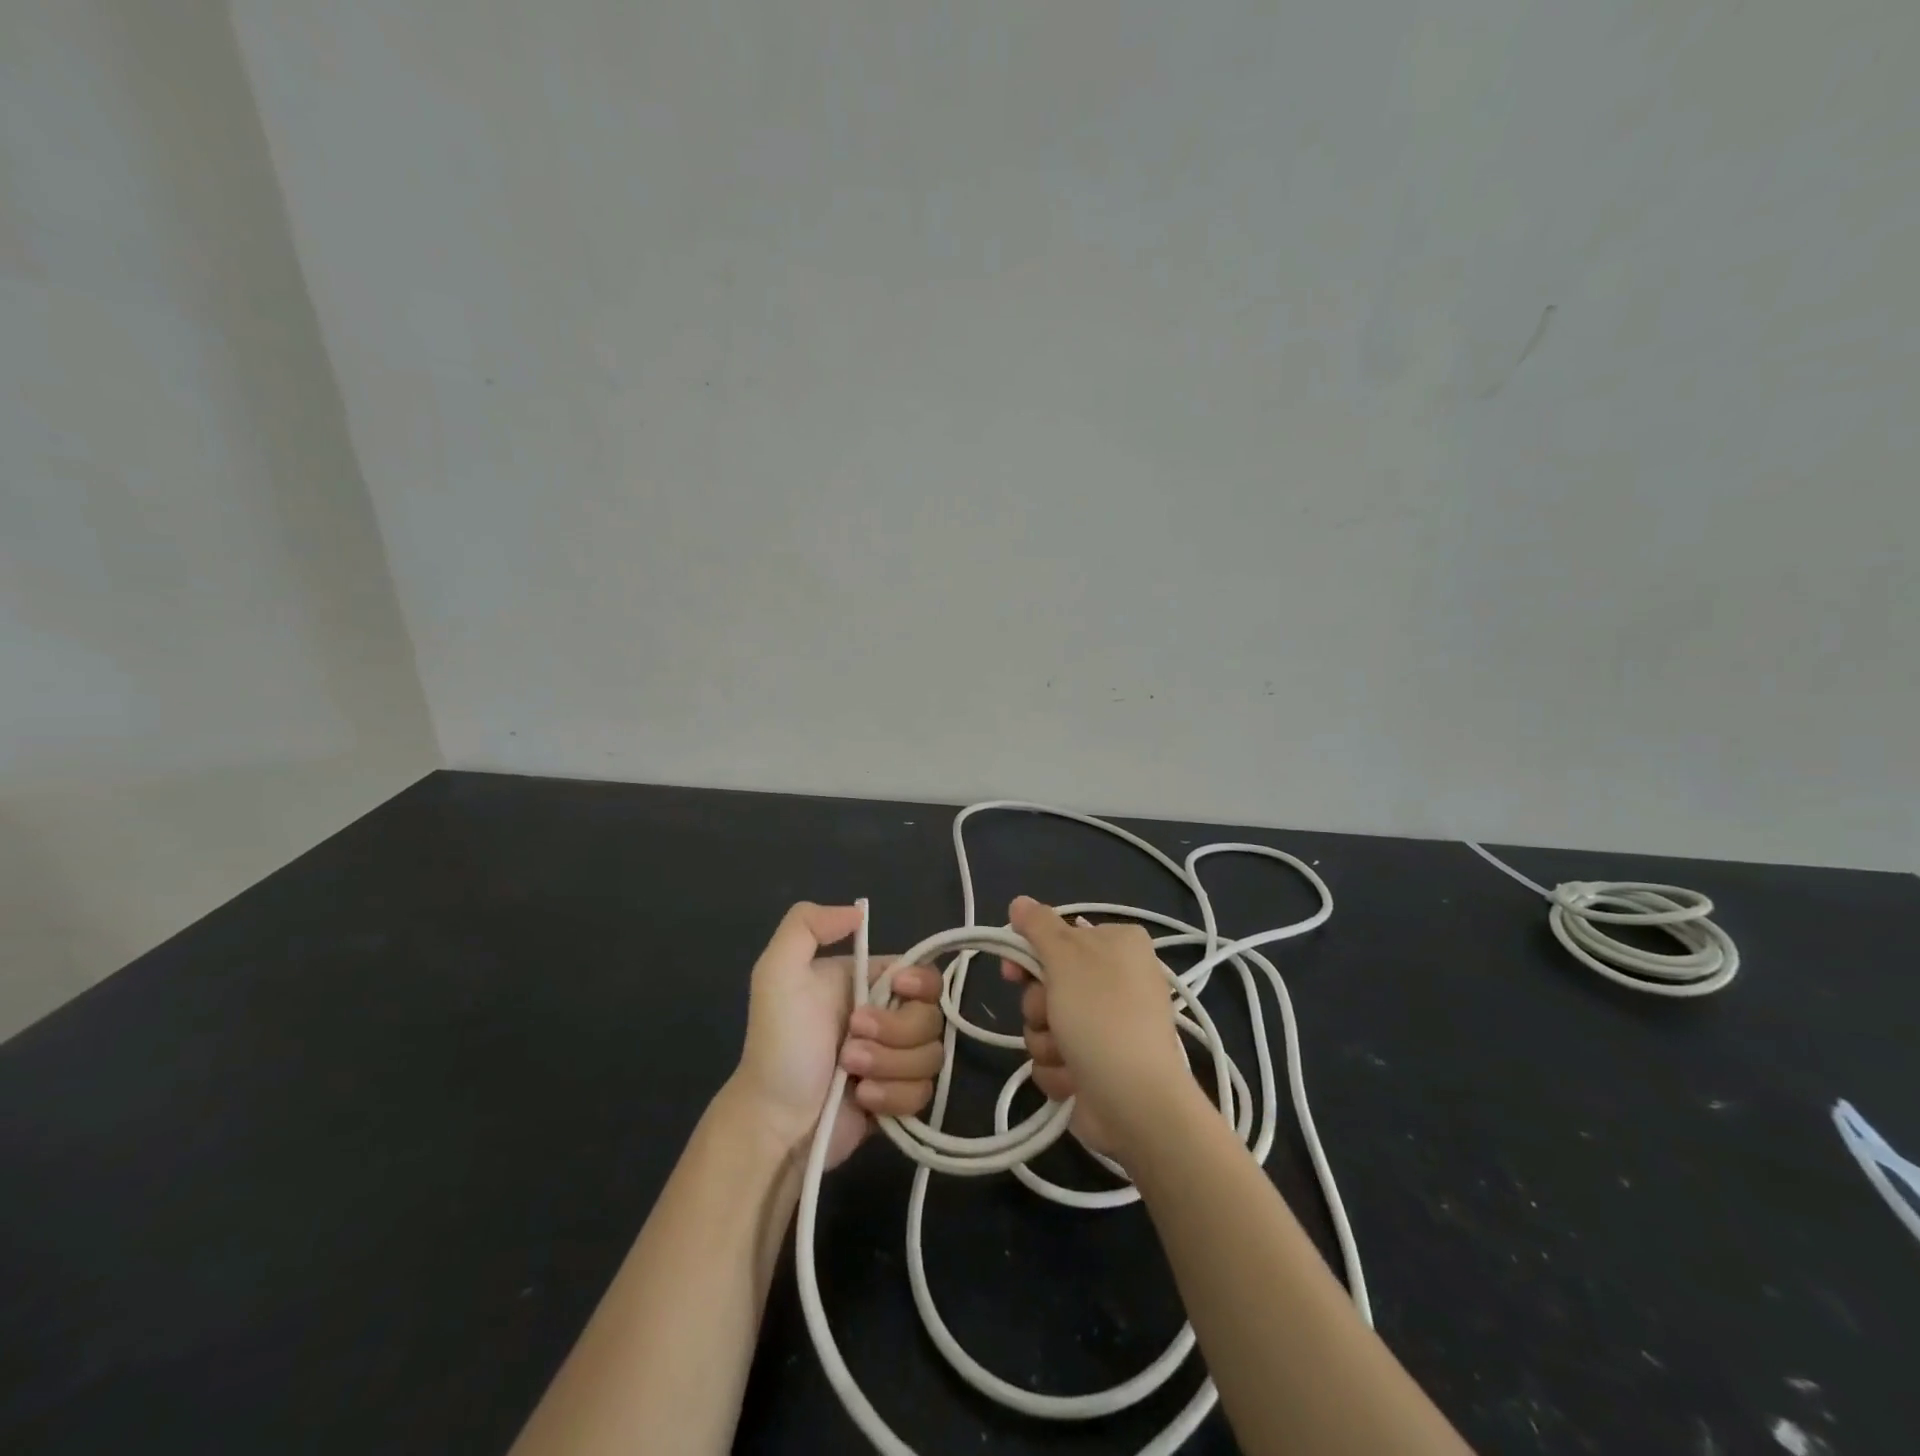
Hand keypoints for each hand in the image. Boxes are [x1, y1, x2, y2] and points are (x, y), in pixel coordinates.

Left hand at [731, 902, 944, 1169]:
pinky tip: (862, 1098)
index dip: (920, 983)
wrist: (773, 1120)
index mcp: (869, 983)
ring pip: (932, 1056)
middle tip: (851, 1041)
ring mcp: (896, 1060)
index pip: (925, 973)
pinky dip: (893, 1096)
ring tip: (851, 1072)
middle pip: (932, 1016)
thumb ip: (807, 925)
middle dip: (895, 1031)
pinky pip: (924, 1094)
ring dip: (889, 1064)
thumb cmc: (779, 1043)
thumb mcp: (777, 972)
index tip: (898, 989)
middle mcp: (889, 1017)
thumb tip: (858, 912)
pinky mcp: (899, 1099)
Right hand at [1002, 896, 1191, 1156]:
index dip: (1029, 955)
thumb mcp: (1066, 957)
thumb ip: (1038, 925)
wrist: (1135, 1103)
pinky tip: (1075, 1078)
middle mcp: (1116, 979)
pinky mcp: (1097, 1064)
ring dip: (1046, 1041)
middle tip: (1052, 1015)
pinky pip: (1055, 1058)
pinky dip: (1059, 1069)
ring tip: (1068, 1054)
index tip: (1012, 972)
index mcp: (1119, 944)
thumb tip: (1019, 901)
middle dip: (1040, 1006)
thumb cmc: (1101, 1016)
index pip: (1058, 936)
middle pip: (1047, 982)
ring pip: (1045, 1023)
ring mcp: (1107, 1025)